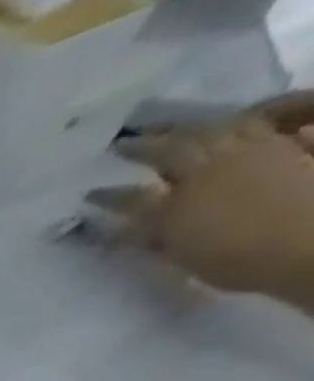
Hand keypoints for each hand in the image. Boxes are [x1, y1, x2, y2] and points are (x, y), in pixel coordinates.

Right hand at [87, 108, 313, 307]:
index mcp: (171, 209)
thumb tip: (133, 229)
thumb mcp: (183, 258)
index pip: (128, 199)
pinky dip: (235, 118)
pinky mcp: (278, 144)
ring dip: (185, 127)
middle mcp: (203, 174)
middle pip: (168, 152)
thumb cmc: (237, 262)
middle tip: (123, 144)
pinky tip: (227, 119)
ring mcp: (245, 153)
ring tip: (169, 127)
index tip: (89, 194)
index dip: (106, 197)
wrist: (307, 243)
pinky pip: (253, 121)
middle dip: (142, 147)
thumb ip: (158, 239)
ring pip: (209, 130)